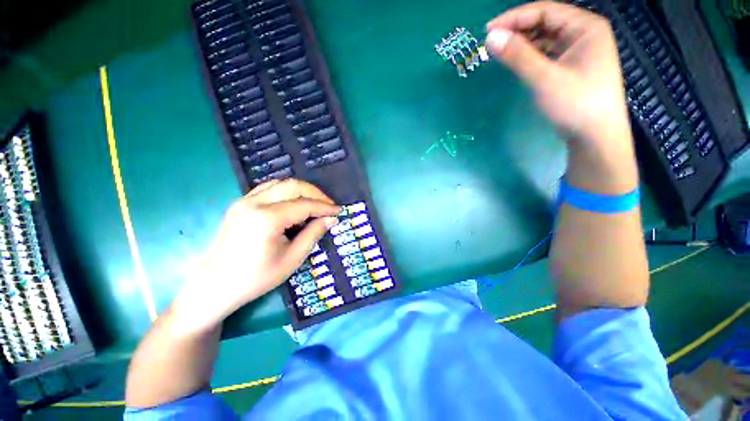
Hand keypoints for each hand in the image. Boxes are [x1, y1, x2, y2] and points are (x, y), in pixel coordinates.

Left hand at [173, 179, 339, 333]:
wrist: (214, 287)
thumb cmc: (256, 278)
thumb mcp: (292, 259)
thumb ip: (313, 234)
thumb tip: (331, 219)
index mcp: (266, 219)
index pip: (304, 204)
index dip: (325, 207)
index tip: (339, 211)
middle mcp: (253, 203)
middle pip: (293, 186)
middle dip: (315, 194)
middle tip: (329, 206)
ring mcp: (243, 201)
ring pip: (280, 183)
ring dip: (301, 191)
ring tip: (315, 204)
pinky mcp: (240, 204)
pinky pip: (268, 189)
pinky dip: (286, 192)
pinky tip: (294, 204)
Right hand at [485, 2, 637, 193]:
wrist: (595, 136)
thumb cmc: (576, 104)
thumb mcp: (545, 79)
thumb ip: (518, 56)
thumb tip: (490, 37)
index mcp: (585, 27)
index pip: (545, 11)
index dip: (514, 18)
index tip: (487, 31)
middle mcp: (584, 33)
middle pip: (545, 23)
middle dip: (517, 31)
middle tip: (491, 44)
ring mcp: (578, 50)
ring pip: (545, 39)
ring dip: (522, 44)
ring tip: (500, 53)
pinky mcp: (572, 66)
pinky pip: (547, 53)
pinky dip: (530, 56)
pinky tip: (517, 62)